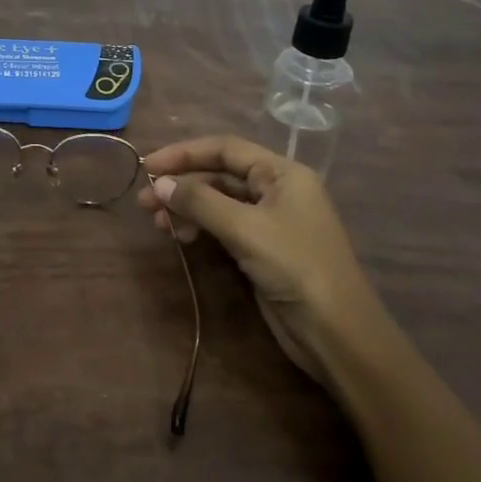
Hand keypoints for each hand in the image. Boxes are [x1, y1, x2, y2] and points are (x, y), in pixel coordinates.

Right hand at [138, 136, 394, 382]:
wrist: (336, 332)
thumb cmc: (296, 267)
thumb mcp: (246, 229)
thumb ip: (200, 202)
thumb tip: (159, 184)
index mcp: (282, 173)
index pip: (226, 149)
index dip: (184, 153)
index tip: (148, 165)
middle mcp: (277, 190)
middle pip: (220, 175)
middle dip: (182, 185)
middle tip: (144, 202)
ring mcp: (270, 221)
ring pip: (219, 202)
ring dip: (187, 208)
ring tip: (158, 223)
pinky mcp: (262, 249)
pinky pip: (224, 226)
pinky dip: (200, 227)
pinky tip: (182, 237)